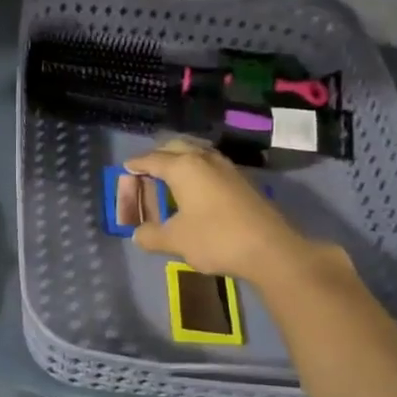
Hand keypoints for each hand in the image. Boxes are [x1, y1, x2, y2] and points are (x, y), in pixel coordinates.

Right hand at [125, 141, 332, 280]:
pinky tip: (197, 187)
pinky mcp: (242, 180)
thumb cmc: (216, 239)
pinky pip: (211, 164)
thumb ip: (151, 236)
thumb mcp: (175, 241)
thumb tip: (138, 234)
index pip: (152, 160)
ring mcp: (227, 167)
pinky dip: (197, 168)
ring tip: (171, 175)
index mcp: (183, 168)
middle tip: (147, 169)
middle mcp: (204, 159)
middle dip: (159, 155)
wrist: (270, 249)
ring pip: (197, 152)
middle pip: (176, 147)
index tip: (126, 167)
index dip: (137, 164)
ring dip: (181, 158)